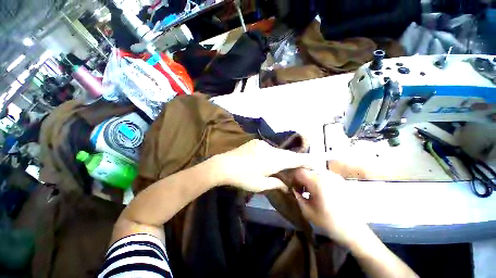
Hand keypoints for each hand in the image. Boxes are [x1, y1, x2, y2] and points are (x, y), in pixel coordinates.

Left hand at [214, 139, 311, 191]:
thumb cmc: (243, 177)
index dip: (305, 160)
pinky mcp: (255, 142)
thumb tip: (286, 185)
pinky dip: (272, 154)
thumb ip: (276, 184)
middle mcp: (270, 148)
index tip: (313, 163)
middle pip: (286, 154)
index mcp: (273, 159)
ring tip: (280, 167)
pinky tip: (267, 161)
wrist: (224, 165)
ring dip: (281, 158)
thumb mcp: (260, 185)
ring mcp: (262, 144)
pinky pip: (269, 148)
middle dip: (293, 161)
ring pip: (277, 151)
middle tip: (296, 169)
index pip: (294, 159)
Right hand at [292, 169, 369, 246]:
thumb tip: (292, 188)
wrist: (354, 231)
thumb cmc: (329, 222)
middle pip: (307, 170)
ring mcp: (335, 177)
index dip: (293, 179)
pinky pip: (324, 175)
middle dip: (301, 178)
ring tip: (309, 191)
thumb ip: (297, 197)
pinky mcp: (340, 180)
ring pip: (315, 172)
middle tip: (300, 190)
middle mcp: (326, 175)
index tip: (293, 188)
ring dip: (309, 179)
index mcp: (318, 182)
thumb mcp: (307, 211)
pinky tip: (319, 191)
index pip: (299, 172)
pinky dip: (317, 180)